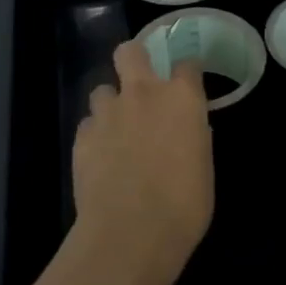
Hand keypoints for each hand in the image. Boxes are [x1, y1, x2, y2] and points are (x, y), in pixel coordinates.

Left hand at [70, 41, 214, 280]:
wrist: (131, 233)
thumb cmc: (184, 205)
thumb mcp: (204, 170)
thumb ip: (196, 140)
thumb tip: (190, 131)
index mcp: (182, 98)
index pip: (187, 64)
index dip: (187, 73)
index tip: (187, 85)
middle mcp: (143, 94)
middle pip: (131, 51)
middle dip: (134, 59)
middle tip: (140, 83)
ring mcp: (108, 113)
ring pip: (102, 89)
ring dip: (110, 104)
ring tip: (116, 130)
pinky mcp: (82, 136)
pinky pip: (88, 124)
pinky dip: (95, 135)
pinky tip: (100, 158)